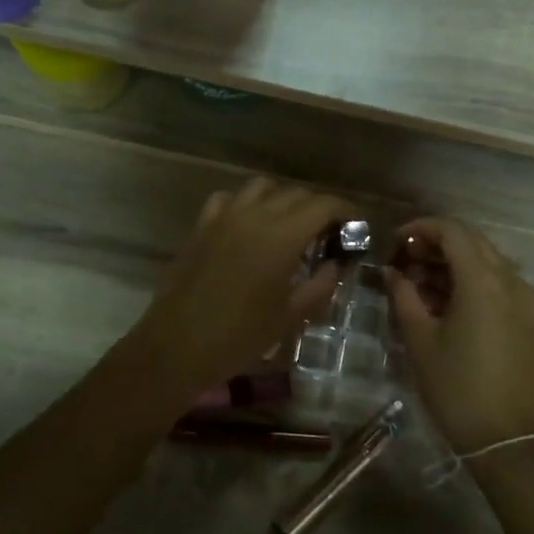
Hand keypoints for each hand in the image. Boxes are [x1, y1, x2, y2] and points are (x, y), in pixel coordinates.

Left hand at [130, 178, 351, 395]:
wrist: (177, 346)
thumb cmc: (239, 336)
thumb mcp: (290, 316)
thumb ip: (321, 285)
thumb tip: (337, 264)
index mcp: (282, 237)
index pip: (323, 205)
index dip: (345, 211)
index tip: (356, 225)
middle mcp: (255, 215)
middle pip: (296, 194)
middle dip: (318, 207)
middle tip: (328, 232)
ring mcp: (224, 217)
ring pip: (262, 187)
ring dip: (283, 199)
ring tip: (290, 224)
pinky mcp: (202, 225)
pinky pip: (229, 198)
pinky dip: (246, 203)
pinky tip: (250, 224)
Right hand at [385, 218, 533, 451]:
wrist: (506, 437)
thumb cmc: (456, 388)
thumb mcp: (420, 340)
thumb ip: (404, 296)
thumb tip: (392, 272)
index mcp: (483, 281)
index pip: (453, 231)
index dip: (422, 227)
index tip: (396, 240)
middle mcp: (510, 280)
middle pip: (472, 242)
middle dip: (436, 243)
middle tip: (404, 259)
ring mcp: (524, 299)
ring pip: (486, 262)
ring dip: (453, 262)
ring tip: (419, 283)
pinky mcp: (528, 318)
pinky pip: (498, 283)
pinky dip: (471, 281)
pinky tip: (446, 302)